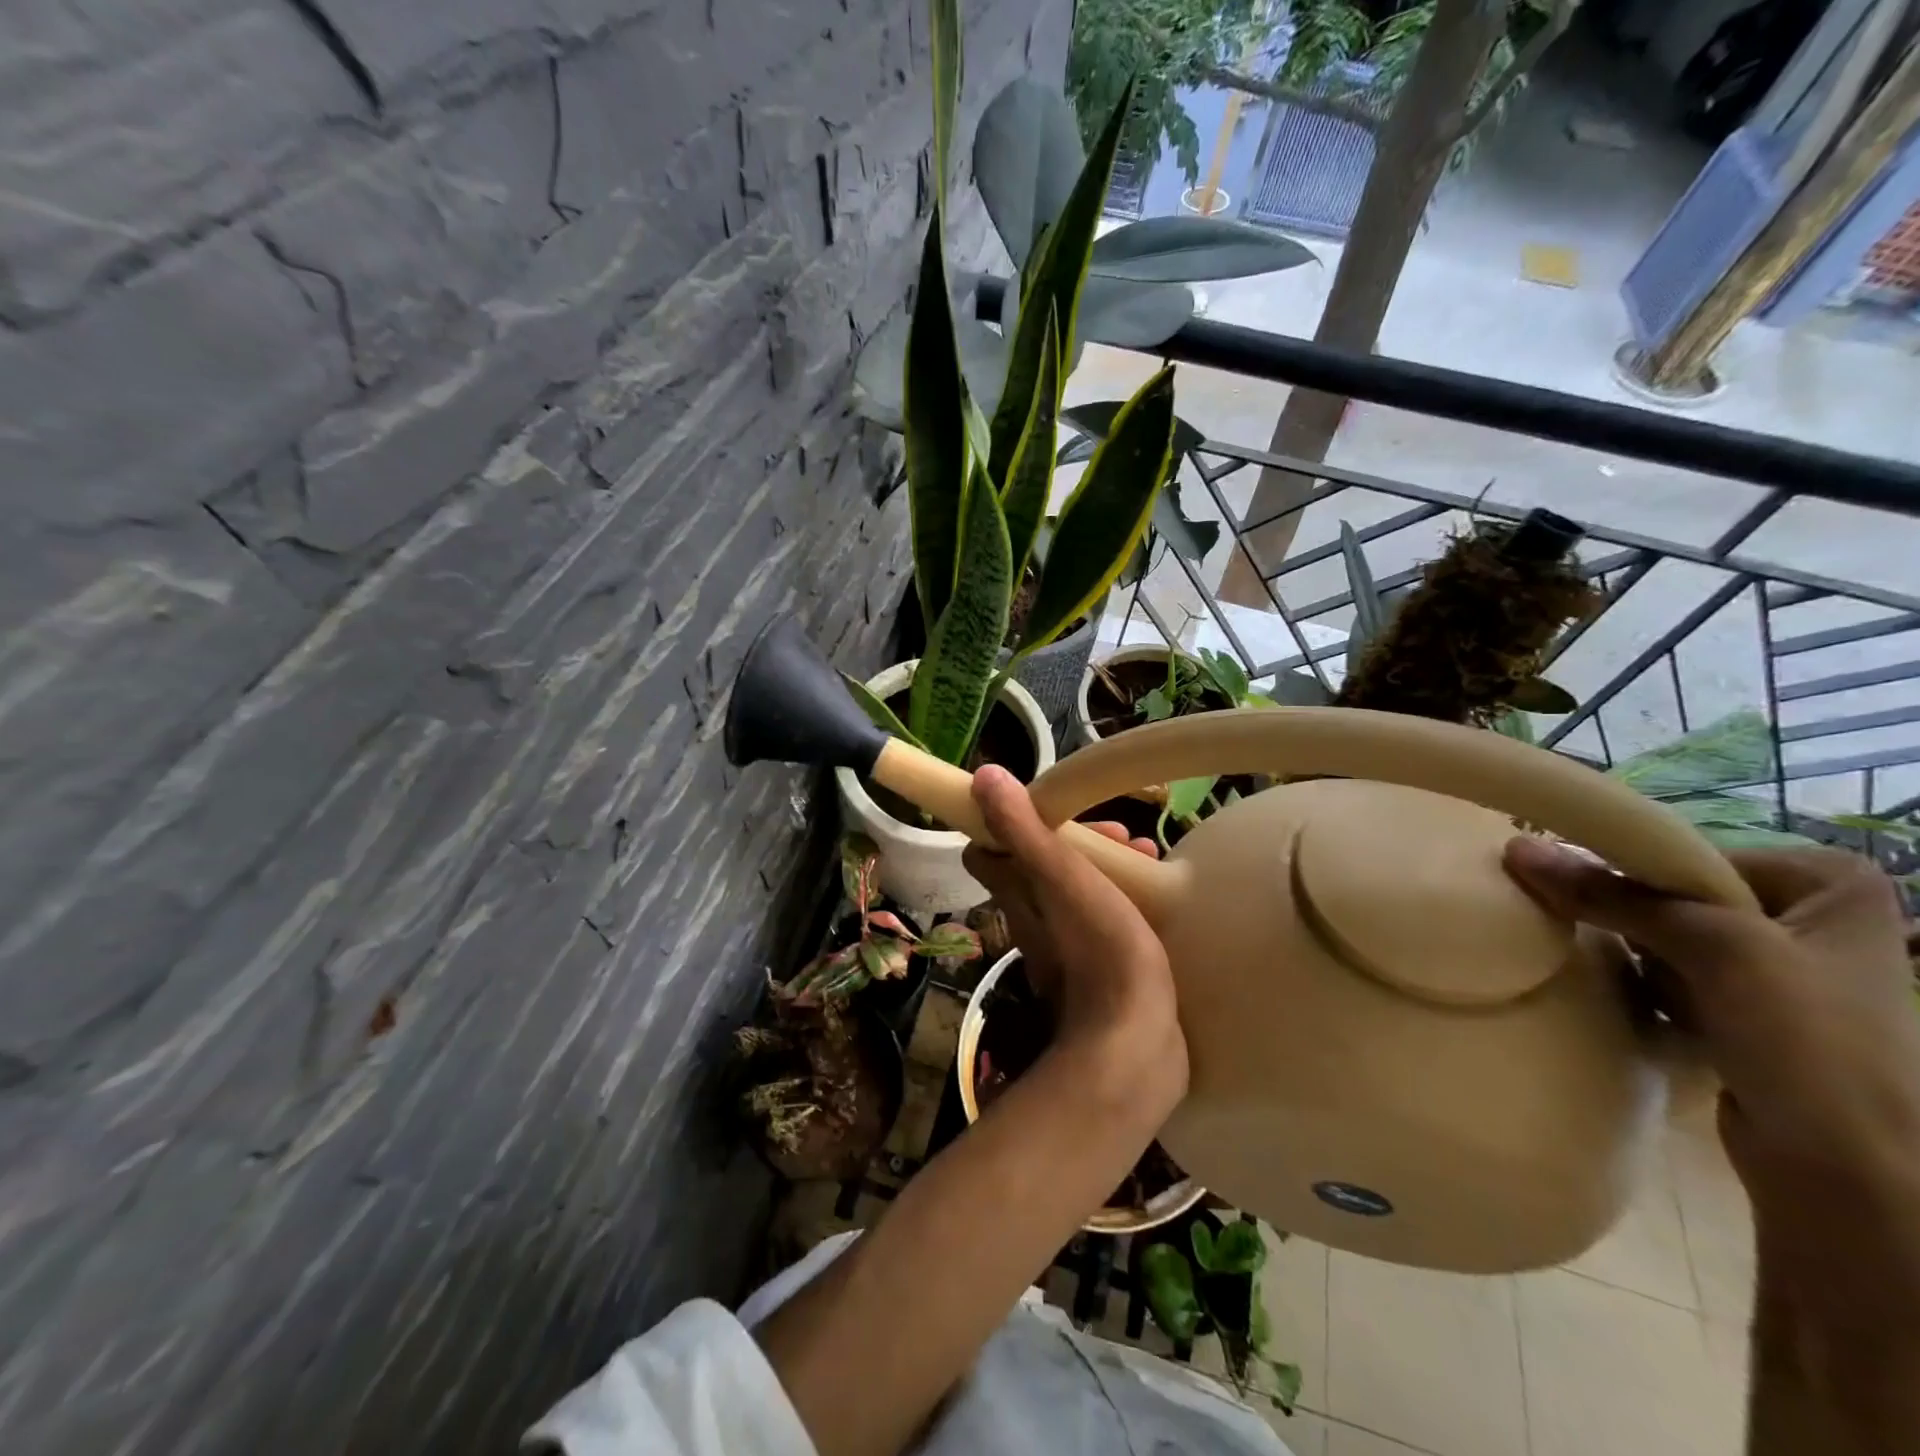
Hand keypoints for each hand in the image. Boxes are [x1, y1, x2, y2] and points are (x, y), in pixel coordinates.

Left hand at [962, 765, 1186, 1115]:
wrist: (1134, 1049)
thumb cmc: (1100, 953)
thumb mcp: (1063, 879)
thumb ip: (1024, 831)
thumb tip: (982, 777)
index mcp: (1017, 896)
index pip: (988, 850)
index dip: (1015, 822)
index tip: (1056, 809)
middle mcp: (1031, 922)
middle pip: (1039, 867)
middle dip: (1077, 842)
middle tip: (1125, 837)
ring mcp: (1064, 952)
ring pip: (1073, 893)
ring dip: (1103, 869)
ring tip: (1149, 860)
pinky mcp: (1098, 976)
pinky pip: (1101, 922)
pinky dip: (1119, 902)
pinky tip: (1155, 905)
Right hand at [1504, 838, 1919, 1332]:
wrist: (1845, 1171)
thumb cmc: (1806, 1041)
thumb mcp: (1711, 948)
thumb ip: (1610, 894)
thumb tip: (1515, 848)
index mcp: (1832, 884)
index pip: (1694, 852)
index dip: (1635, 871)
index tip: (1583, 890)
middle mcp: (1812, 917)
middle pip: (1678, 894)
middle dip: (1632, 916)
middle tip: (1592, 930)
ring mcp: (1784, 969)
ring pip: (1668, 933)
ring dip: (1634, 951)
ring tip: (1626, 975)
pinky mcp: (1752, 1012)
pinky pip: (1674, 973)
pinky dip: (1647, 982)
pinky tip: (1641, 1001)